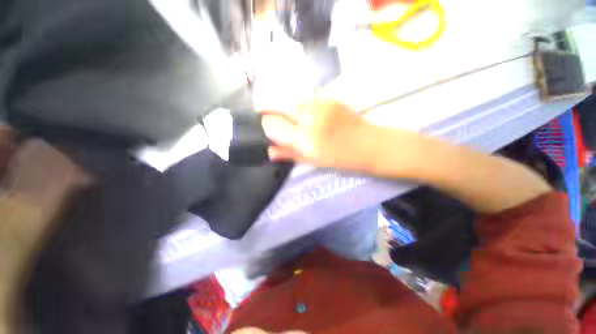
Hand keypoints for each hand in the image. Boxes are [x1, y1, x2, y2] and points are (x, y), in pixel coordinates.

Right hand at [261, 100, 373, 169]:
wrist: (369, 145)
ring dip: (287, 109)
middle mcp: (310, 119)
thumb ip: (289, 154)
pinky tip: (309, 116)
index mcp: (305, 140)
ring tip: (295, 121)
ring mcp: (320, 105)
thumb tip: (270, 151)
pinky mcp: (329, 98)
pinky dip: (301, 107)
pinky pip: (305, 99)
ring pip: (291, 101)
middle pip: (278, 107)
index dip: (266, 126)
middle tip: (278, 123)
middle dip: (273, 114)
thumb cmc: (341, 159)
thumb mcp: (313, 161)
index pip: (272, 124)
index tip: (268, 129)